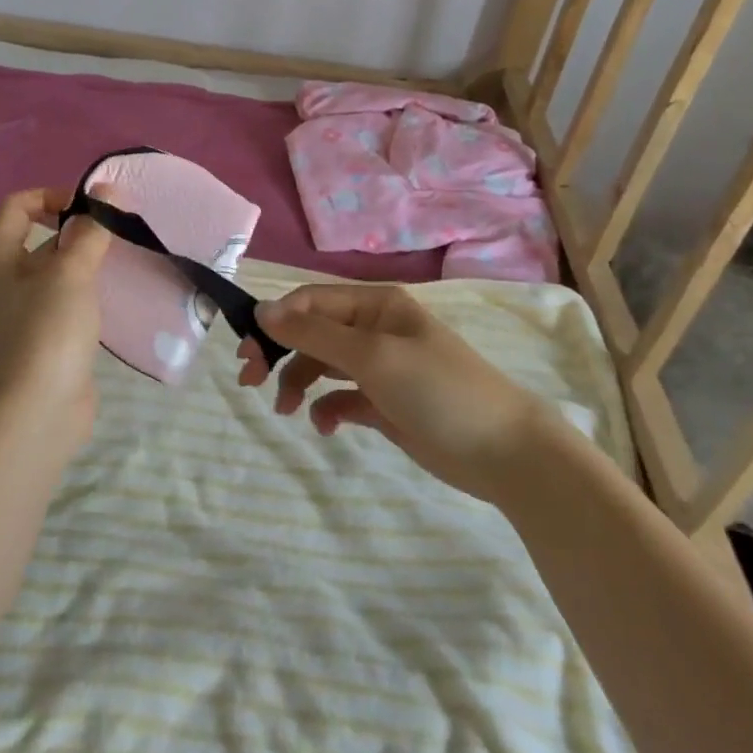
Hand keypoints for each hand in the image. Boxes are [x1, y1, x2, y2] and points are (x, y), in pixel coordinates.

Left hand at [0, 187, 112, 439]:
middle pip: (37, 237)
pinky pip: (62, 302)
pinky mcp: (40, 340)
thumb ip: (91, 230)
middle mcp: (0, 282)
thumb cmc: (46, 331)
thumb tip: (108, 194)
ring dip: (84, 262)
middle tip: (115, 233)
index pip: (18, 205)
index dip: (54, 195)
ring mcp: (18, 314)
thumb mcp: (71, 272)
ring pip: (53, 272)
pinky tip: (113, 297)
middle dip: (76, 230)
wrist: (35, 415)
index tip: (92, 209)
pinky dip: (85, 293)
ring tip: (121, 261)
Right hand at [239, 285, 552, 502]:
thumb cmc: (437, 389)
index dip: (276, 320)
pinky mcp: (385, 403)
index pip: (311, 301)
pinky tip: (326, 426)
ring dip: (298, 381)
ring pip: (322, 365)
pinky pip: (342, 397)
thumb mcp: (372, 356)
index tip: (247, 351)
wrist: (504, 451)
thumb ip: (315, 333)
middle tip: (250, 379)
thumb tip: (263, 309)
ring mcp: (381, 368)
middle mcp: (374, 329)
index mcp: (375, 305)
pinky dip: (328, 408)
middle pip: (312, 332)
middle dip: (281, 351)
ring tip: (286, 409)